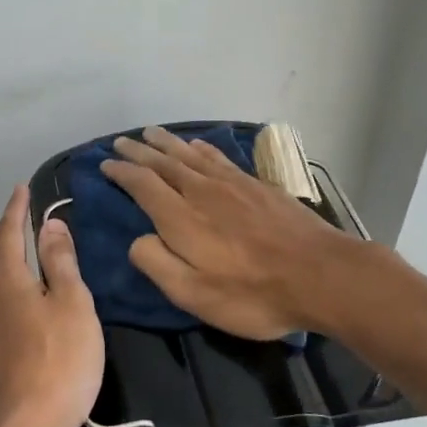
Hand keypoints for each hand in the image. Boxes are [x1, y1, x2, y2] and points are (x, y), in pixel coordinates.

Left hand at [0, 185, 104, 426]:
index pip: (7, 236)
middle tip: (23, 252)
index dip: (15, 211)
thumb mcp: (73, 305)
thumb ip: (61, 263)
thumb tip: (49, 224)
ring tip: (23, 291)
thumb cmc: (58, 362)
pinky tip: (21, 332)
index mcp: (7, 284)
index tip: (21, 189)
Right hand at [103, 126, 365, 339]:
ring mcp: (233, 184)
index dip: (122, 172)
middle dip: (139, 151)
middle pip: (164, 162)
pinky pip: (219, 157)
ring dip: (167, 142)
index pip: (142, 184)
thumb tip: (138, 238)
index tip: (105, 163)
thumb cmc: (252, 294)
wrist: (321, 275)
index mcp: (180, 217)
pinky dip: (202, 148)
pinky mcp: (257, 186)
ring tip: (151, 132)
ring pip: (191, 154)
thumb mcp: (193, 294)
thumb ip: (157, 263)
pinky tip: (198, 145)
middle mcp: (202, 191)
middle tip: (121, 141)